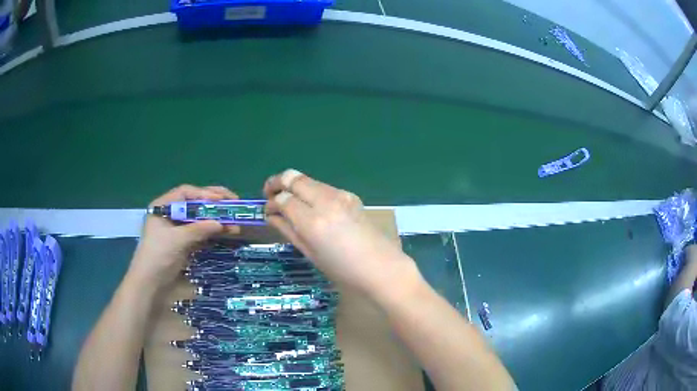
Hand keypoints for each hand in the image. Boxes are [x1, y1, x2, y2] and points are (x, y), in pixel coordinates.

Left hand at [128, 185, 240, 292]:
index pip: (186, 193)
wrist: (150, 284)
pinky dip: (212, 232)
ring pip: (199, 219)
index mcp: (163, 206)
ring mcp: (177, 230)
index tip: (222, 200)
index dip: (204, 194)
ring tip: (234, 224)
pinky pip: (200, 233)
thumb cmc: (158, 255)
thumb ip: (199, 229)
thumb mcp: (177, 239)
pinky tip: (225, 233)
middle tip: (234, 205)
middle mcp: (170, 214)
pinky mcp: (183, 243)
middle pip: (194, 204)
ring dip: (216, 220)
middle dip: (214, 204)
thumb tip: (222, 223)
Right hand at [264, 169, 419, 298]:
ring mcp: (341, 195)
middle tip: (269, 193)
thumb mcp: (310, 254)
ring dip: (294, 186)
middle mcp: (326, 201)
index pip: (283, 199)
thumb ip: (288, 230)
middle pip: (294, 178)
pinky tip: (311, 207)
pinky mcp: (351, 196)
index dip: (271, 202)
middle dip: (277, 182)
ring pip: (308, 180)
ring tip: (289, 202)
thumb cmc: (343, 270)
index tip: (267, 210)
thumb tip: (271, 215)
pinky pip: (323, 187)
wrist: (381, 268)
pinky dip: (311, 191)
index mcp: (313, 221)